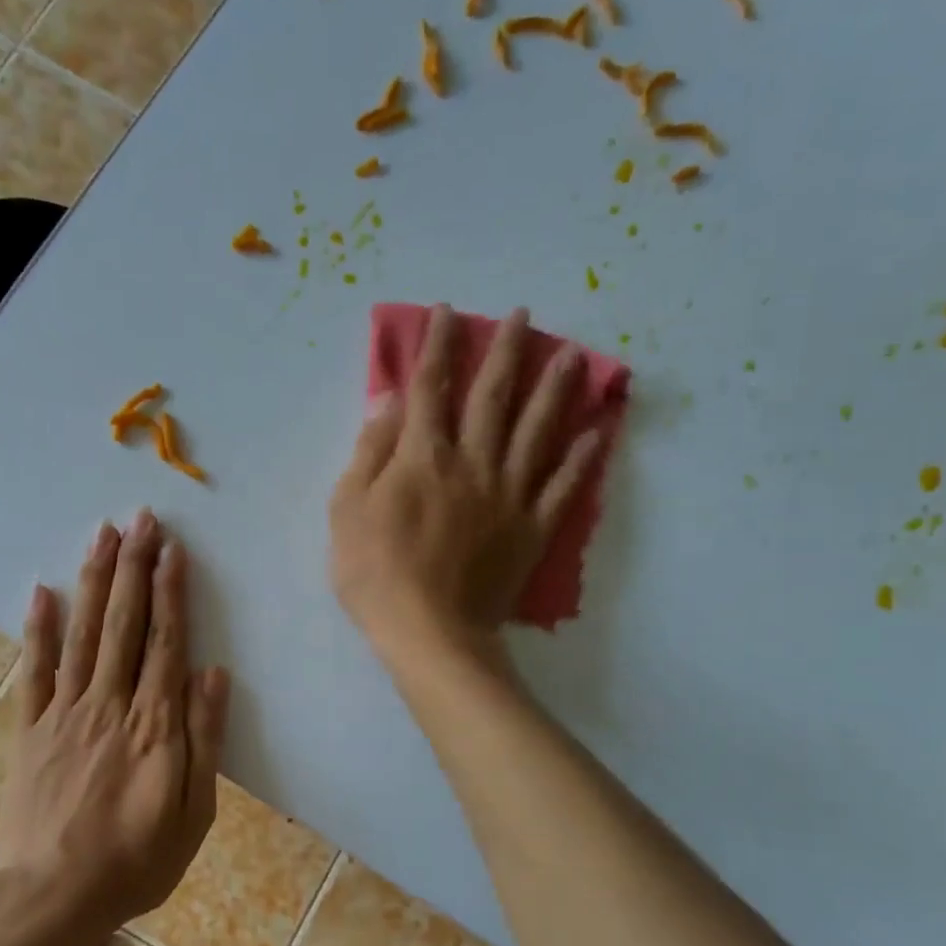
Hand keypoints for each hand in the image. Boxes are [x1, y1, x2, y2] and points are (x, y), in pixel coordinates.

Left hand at [0, 510, 229, 929]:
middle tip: (139, 519)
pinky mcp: (31, 729)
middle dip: (134, 568)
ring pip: (83, 634)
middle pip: (124, 624)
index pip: (165, 642)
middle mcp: (110, 704)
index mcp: (154, 724)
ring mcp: (65, 713)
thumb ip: (204, 739)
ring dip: (94, 581)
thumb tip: (213, 674)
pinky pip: (34, 671)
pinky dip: (38, 630)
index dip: (170, 593)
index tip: (172, 550)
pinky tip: (42, 592)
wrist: (51, 898)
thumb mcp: (193, 813)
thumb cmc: (135, 862)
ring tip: (102, 536)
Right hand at [329, 304, 596, 659]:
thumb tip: (391, 400)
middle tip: (523, 316)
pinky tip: (597, 435)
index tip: (448, 312)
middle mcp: (472, 463)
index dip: (437, 346)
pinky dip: (581, 461)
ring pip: (536, 432)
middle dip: (505, 352)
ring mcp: (508, 496)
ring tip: (574, 356)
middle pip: (492, 397)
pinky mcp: (531, 530)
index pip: (431, 388)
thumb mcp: (347, 509)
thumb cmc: (374, 573)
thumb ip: (370, 451)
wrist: (428, 632)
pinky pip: (561, 489)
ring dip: (554, 390)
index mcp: (423, 457)